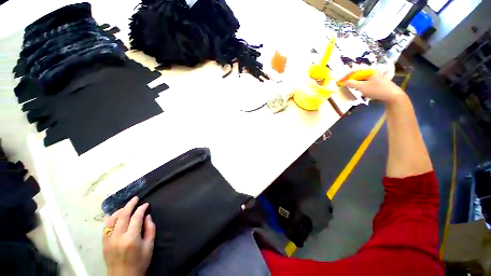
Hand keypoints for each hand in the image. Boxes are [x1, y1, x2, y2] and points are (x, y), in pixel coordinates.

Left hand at [103, 197, 155, 275]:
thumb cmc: (140, 262)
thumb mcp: (149, 246)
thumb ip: (150, 229)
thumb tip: (147, 216)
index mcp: (131, 238)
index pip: (136, 217)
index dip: (142, 208)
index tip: (146, 204)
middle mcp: (118, 237)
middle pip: (123, 215)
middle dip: (130, 204)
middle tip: (136, 198)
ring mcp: (108, 240)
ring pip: (112, 219)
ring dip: (120, 210)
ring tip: (126, 206)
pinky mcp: (103, 243)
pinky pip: (106, 226)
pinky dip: (111, 218)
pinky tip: (115, 215)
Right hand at [344, 71, 405, 103]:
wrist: (392, 96)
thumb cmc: (377, 90)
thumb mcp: (362, 87)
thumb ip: (352, 83)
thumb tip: (343, 82)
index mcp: (369, 71)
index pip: (355, 71)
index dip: (346, 76)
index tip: (340, 81)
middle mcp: (373, 73)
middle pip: (358, 75)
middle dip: (351, 80)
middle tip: (344, 85)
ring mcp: (376, 78)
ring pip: (362, 80)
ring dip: (356, 84)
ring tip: (351, 88)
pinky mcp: (378, 83)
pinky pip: (366, 83)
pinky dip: (361, 86)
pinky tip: (360, 91)